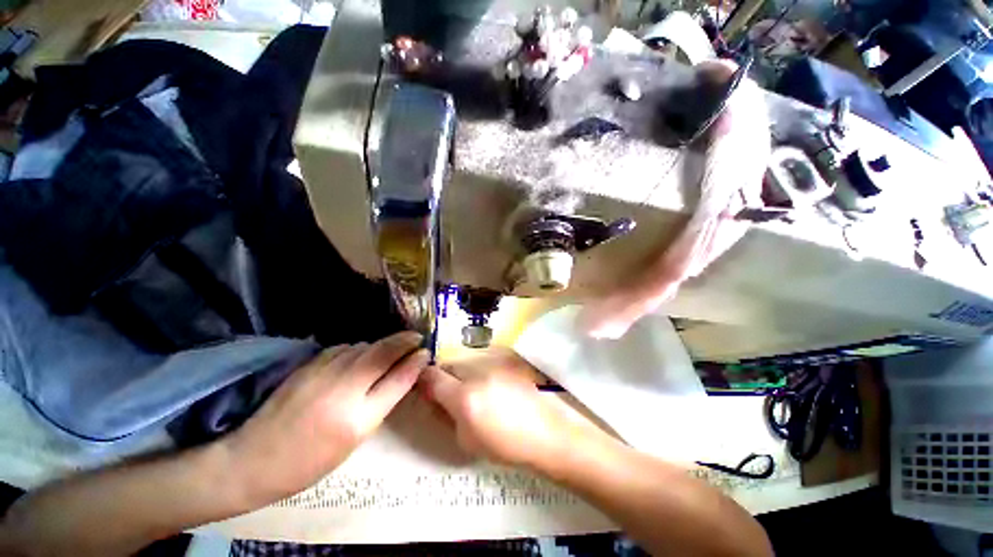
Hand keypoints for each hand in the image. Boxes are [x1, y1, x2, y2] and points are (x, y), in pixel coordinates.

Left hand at [222, 332, 428, 503]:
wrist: (252, 459)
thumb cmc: (310, 460)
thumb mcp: (355, 438)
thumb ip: (383, 401)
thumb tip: (404, 372)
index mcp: (357, 417)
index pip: (398, 378)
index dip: (415, 361)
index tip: (426, 351)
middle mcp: (343, 387)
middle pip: (383, 352)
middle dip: (404, 341)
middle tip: (416, 338)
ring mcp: (322, 371)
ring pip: (365, 347)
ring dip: (381, 345)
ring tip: (390, 349)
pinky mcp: (308, 364)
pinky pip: (345, 348)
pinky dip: (359, 348)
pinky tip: (359, 356)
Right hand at [418, 349, 580, 468]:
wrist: (546, 432)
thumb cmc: (505, 444)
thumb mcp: (466, 439)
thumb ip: (445, 414)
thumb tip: (434, 398)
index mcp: (464, 396)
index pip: (432, 376)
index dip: (423, 379)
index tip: (424, 386)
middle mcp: (478, 372)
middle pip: (449, 364)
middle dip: (445, 375)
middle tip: (451, 391)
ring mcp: (495, 362)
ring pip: (467, 361)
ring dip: (463, 372)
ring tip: (474, 389)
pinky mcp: (507, 359)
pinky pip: (484, 360)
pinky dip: (480, 370)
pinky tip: (492, 384)